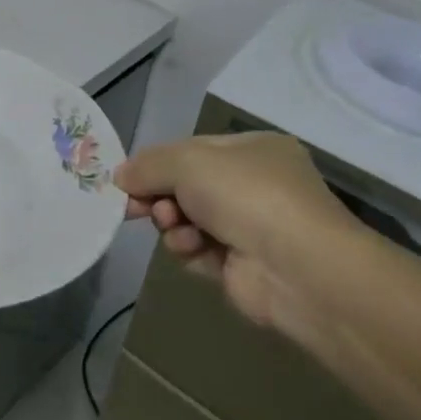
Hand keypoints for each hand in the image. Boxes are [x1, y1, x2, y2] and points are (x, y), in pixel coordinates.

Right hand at [116, 132, 359, 330]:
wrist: (300, 269)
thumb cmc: (246, 196)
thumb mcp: (186, 162)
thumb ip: (147, 165)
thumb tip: (120, 176)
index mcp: (252, 150)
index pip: (191, 150)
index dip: (156, 163)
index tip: (127, 179)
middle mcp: (255, 185)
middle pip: (186, 186)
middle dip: (159, 195)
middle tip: (137, 206)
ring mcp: (251, 228)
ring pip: (188, 219)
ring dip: (172, 223)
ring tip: (173, 226)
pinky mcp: (244, 267)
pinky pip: (199, 251)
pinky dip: (188, 249)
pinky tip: (191, 248)